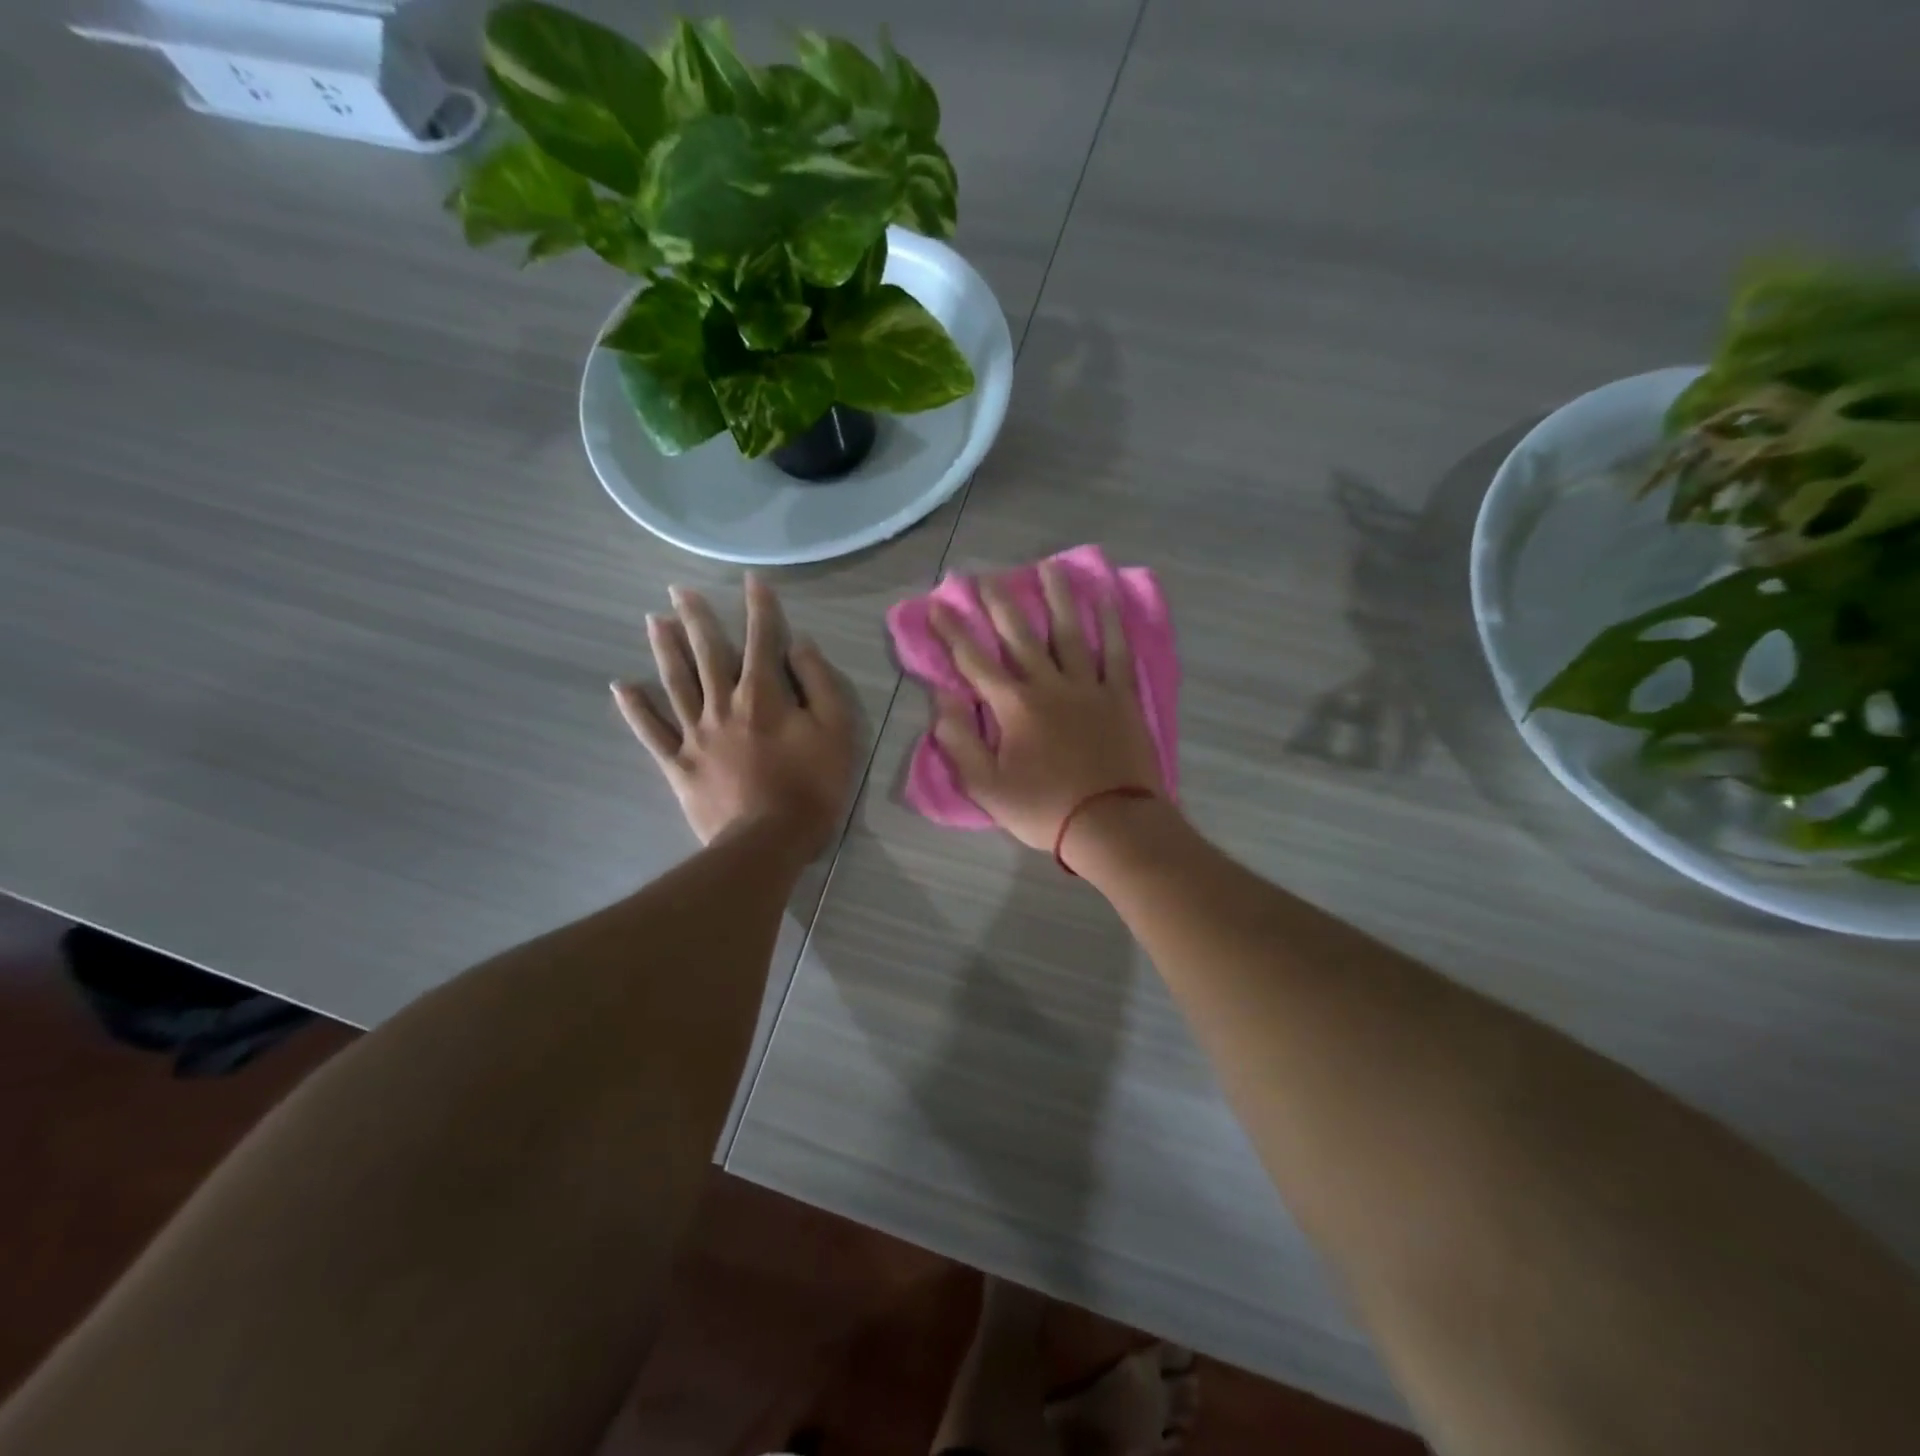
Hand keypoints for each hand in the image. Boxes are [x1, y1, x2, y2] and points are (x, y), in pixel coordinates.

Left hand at [614, 575, 855, 858]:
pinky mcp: (679, 764)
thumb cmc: (812, 786)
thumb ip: (819, 683)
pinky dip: (636, 708)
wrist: (768, 841)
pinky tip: (622, 686)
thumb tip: (799, 645)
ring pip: (676, 682)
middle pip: (708, 653)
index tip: (752, 579)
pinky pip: (652, 732)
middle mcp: (723, 704)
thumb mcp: (836, 731)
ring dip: (664, 649)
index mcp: (763, 694)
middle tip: (679, 590)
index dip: (759, 607)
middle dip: (696, 618)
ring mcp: (696, 734)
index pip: (762, 639)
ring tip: (653, 620)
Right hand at [930, 560, 1163, 858]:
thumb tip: (941, 700)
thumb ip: (959, 742)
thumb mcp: (986, 787)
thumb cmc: (1044, 808)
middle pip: (1020, 635)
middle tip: (986, 575)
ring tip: (1049, 565)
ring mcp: (1088, 687)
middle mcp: (1048, 685)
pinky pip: (1115, 651)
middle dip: (999, 603)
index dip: (953, 631)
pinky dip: (1110, 623)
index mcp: (1014, 707)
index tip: (938, 604)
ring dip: (1057, 597)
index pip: (974, 661)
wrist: (1111, 824)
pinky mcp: (1120, 696)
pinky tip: (1105, 598)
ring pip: (1069, 631)